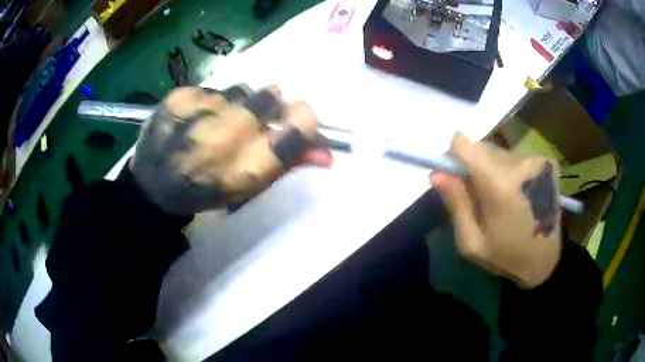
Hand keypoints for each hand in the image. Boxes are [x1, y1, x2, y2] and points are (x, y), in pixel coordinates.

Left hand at [130, 85, 332, 215]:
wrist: (151, 188)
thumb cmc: (204, 193)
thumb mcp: (248, 189)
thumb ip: (288, 166)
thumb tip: (328, 154)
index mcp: (246, 168)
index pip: (298, 126)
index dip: (304, 120)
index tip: (297, 121)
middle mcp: (226, 135)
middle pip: (272, 96)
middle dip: (270, 107)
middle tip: (252, 121)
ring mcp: (199, 111)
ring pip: (242, 88)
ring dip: (239, 103)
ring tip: (218, 121)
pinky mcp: (178, 96)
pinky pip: (212, 88)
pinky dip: (210, 101)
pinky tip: (194, 118)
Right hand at [430, 132, 561, 288]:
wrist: (546, 260)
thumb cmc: (506, 256)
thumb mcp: (472, 242)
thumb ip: (455, 203)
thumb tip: (435, 173)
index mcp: (499, 185)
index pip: (465, 145)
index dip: (454, 157)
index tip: (455, 177)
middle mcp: (519, 163)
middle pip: (481, 148)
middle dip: (473, 167)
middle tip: (479, 198)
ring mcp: (536, 160)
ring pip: (498, 152)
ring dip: (492, 169)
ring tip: (501, 199)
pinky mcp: (546, 162)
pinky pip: (515, 158)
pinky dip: (509, 171)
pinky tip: (517, 195)